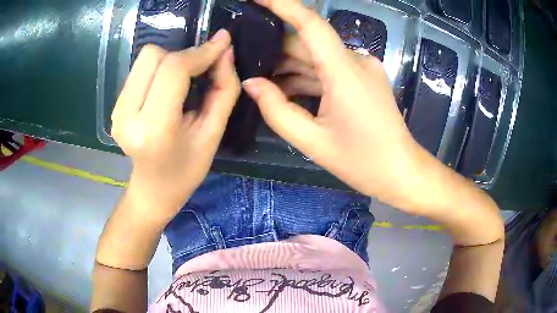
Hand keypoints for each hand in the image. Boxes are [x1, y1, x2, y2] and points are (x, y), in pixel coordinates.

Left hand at [111, 30, 239, 219]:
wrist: (153, 190)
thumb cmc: (187, 169)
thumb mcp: (214, 133)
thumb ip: (224, 88)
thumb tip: (225, 49)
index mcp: (154, 129)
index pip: (173, 70)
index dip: (200, 52)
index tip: (222, 45)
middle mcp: (127, 116)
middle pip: (154, 56)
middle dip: (183, 56)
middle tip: (200, 71)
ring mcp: (117, 111)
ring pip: (145, 59)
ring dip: (170, 61)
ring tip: (183, 82)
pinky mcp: (115, 107)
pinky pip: (139, 70)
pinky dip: (158, 70)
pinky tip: (167, 89)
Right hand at [243, 0, 423, 204]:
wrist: (401, 172)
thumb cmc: (362, 162)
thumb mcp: (312, 141)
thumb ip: (276, 110)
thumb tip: (251, 83)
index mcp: (345, 71)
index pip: (310, 23)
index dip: (282, 5)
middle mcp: (356, 60)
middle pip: (309, 43)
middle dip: (275, 50)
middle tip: (245, 60)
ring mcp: (362, 68)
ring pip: (317, 57)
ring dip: (289, 66)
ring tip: (260, 80)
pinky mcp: (364, 78)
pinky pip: (329, 69)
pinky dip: (307, 76)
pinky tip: (286, 90)